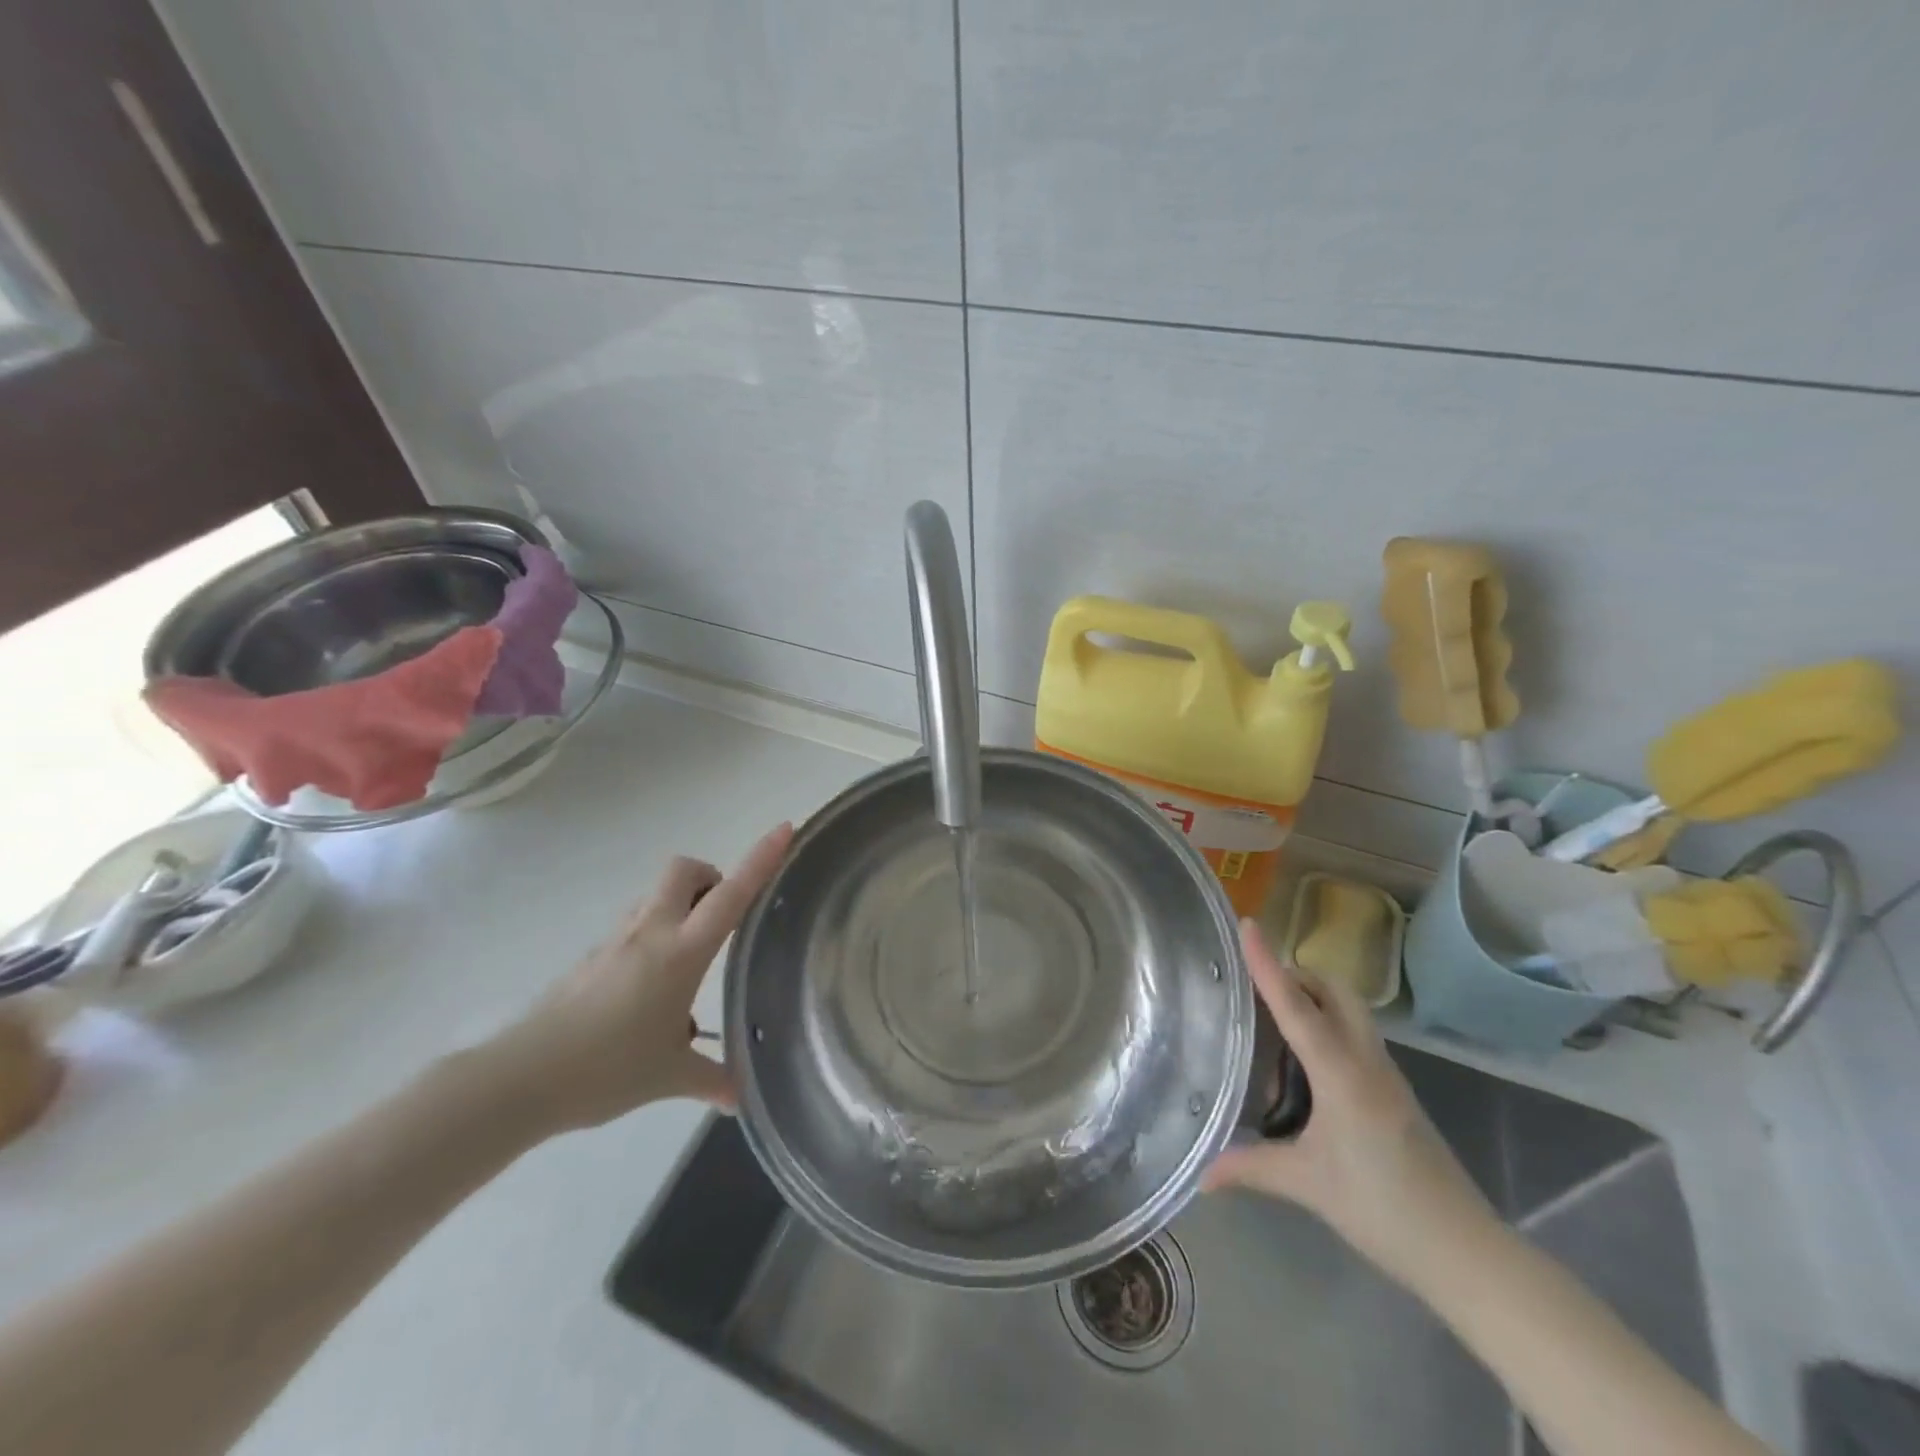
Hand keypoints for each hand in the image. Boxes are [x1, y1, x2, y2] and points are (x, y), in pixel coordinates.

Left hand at [482, 823, 793, 1134]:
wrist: (520, 1079)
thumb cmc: (606, 1069)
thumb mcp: (669, 1077)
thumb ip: (711, 1079)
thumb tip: (740, 1098)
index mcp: (681, 952)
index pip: (731, 894)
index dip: (761, 859)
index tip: (784, 828)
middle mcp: (651, 932)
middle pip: (684, 870)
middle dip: (710, 875)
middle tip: (722, 913)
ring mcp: (617, 941)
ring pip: (656, 895)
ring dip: (681, 904)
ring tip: (691, 955)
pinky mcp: (592, 957)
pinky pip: (633, 926)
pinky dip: (653, 935)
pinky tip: (652, 989)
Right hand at [1205, 919, 1496, 1287]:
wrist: (1465, 1250)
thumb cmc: (1383, 1209)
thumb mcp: (1308, 1185)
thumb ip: (1251, 1168)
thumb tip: (1201, 1173)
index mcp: (1341, 1074)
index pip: (1297, 1007)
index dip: (1268, 964)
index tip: (1247, 925)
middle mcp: (1366, 1061)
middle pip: (1334, 991)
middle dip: (1296, 973)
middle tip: (1253, 983)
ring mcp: (1386, 1074)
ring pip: (1349, 1010)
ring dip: (1313, 996)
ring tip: (1271, 1014)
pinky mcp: (1393, 1090)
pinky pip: (1355, 1034)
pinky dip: (1326, 1023)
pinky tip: (1304, 1058)